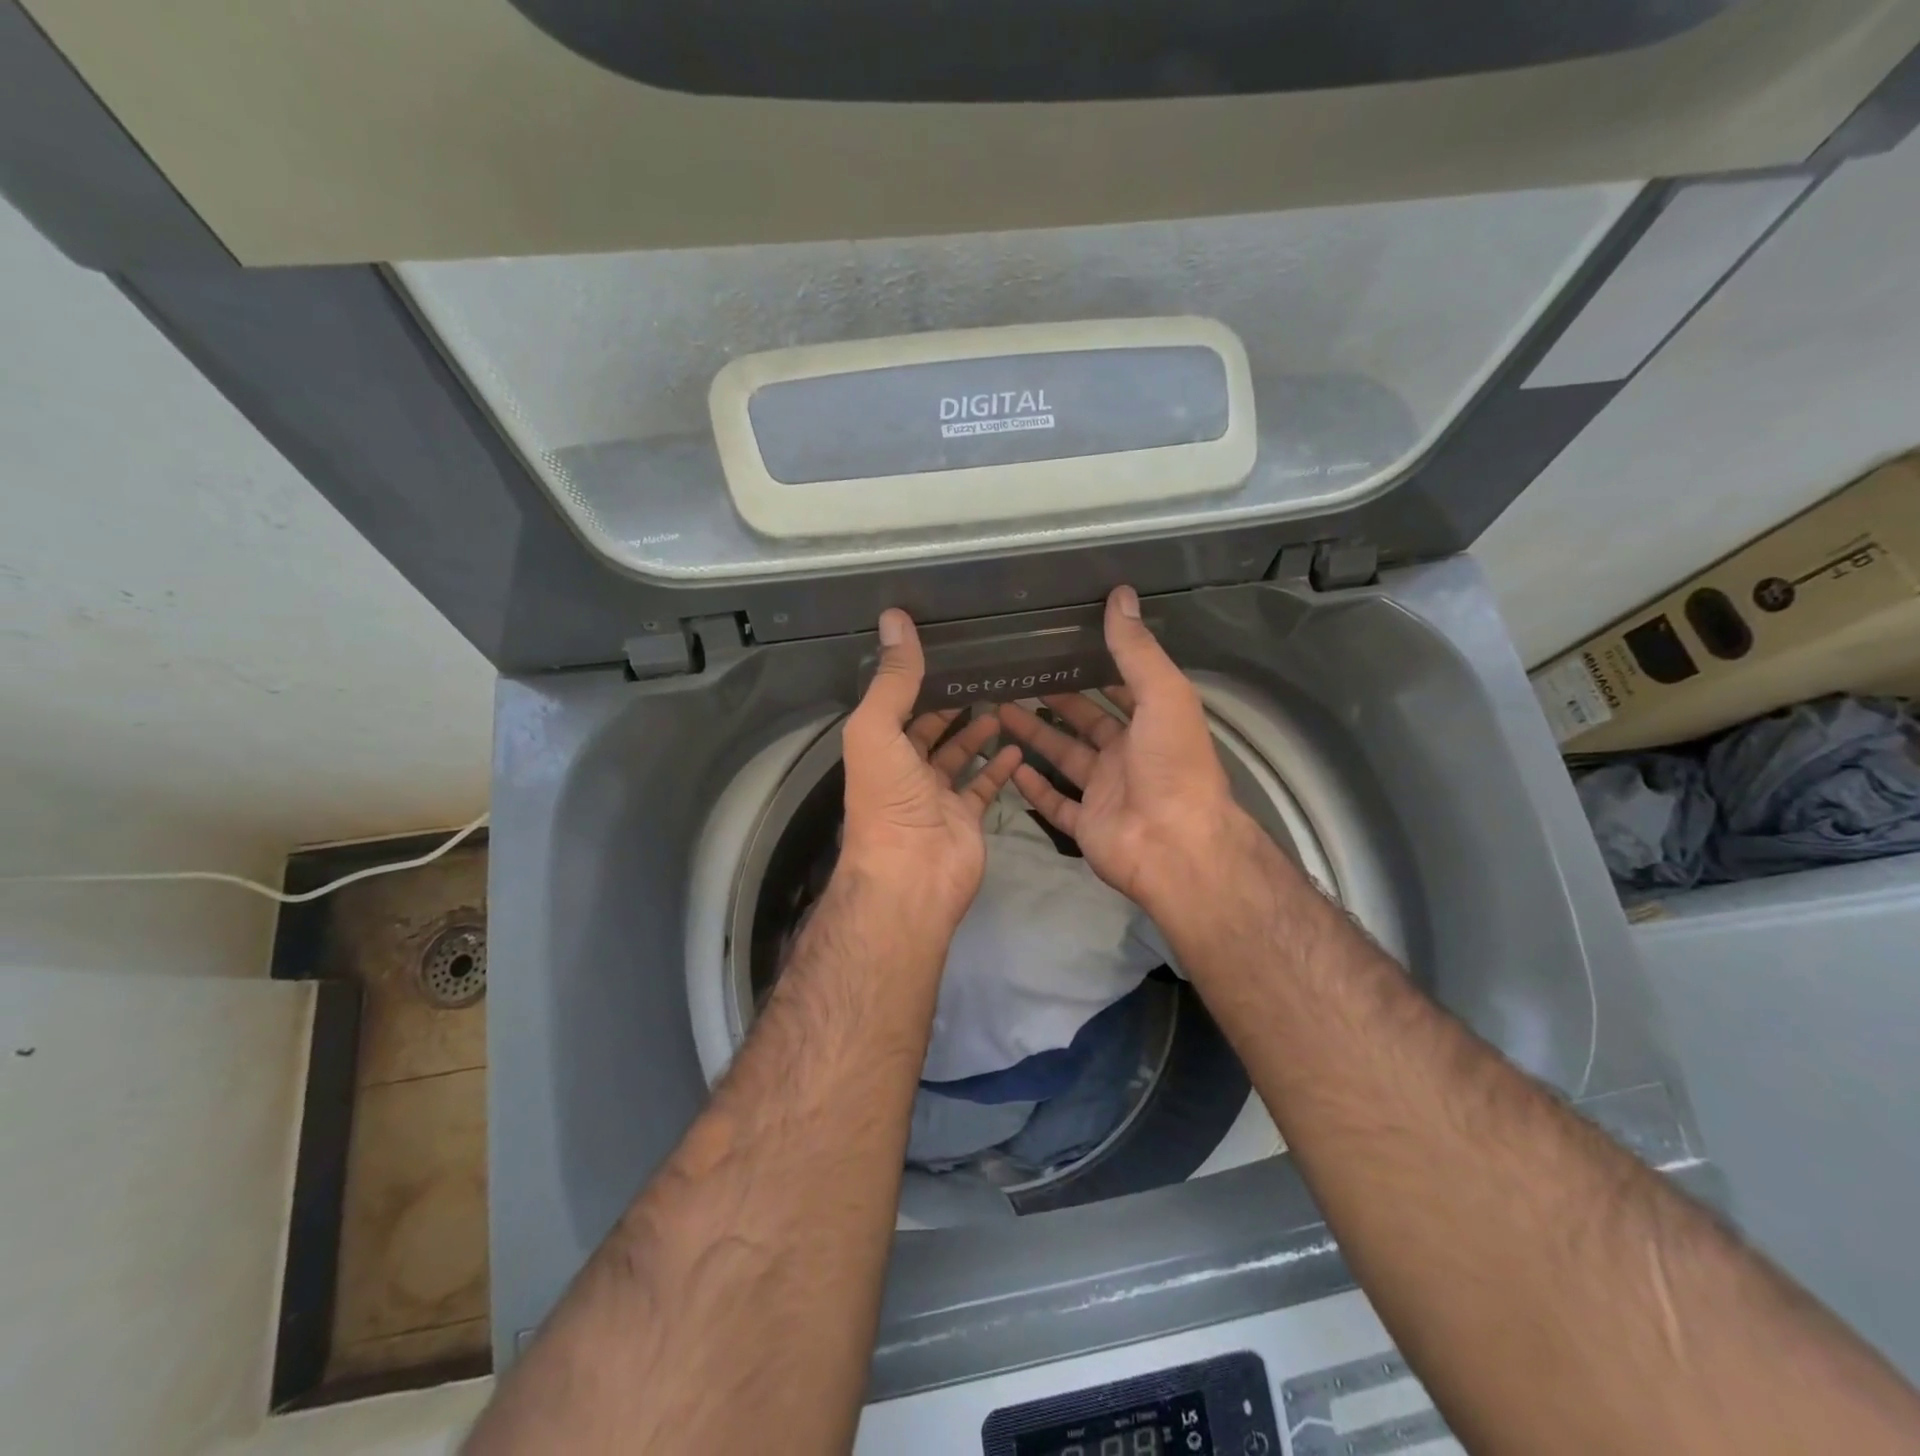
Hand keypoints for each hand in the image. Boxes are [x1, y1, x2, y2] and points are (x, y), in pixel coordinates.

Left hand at [838, 608, 1023, 931]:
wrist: (913, 874)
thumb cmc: (889, 799)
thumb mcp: (879, 729)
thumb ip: (893, 678)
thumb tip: (895, 618)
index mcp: (880, 748)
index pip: (898, 705)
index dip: (917, 680)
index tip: (946, 649)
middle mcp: (906, 770)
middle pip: (930, 729)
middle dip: (952, 703)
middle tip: (984, 671)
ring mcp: (938, 795)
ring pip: (959, 755)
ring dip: (977, 730)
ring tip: (1004, 699)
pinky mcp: (967, 816)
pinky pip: (985, 784)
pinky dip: (999, 766)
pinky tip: (1015, 742)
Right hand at [995, 586, 1256, 916]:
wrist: (1174, 845)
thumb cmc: (1172, 765)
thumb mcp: (1162, 695)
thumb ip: (1136, 650)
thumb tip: (1121, 594)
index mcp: (1151, 723)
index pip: (1120, 688)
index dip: (1094, 668)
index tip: (1061, 646)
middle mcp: (1128, 755)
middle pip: (1085, 721)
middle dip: (1056, 699)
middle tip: (1017, 676)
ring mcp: (1106, 791)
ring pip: (1064, 757)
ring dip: (1035, 736)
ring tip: (999, 710)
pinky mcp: (1087, 824)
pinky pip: (1055, 803)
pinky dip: (1034, 788)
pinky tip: (1010, 767)